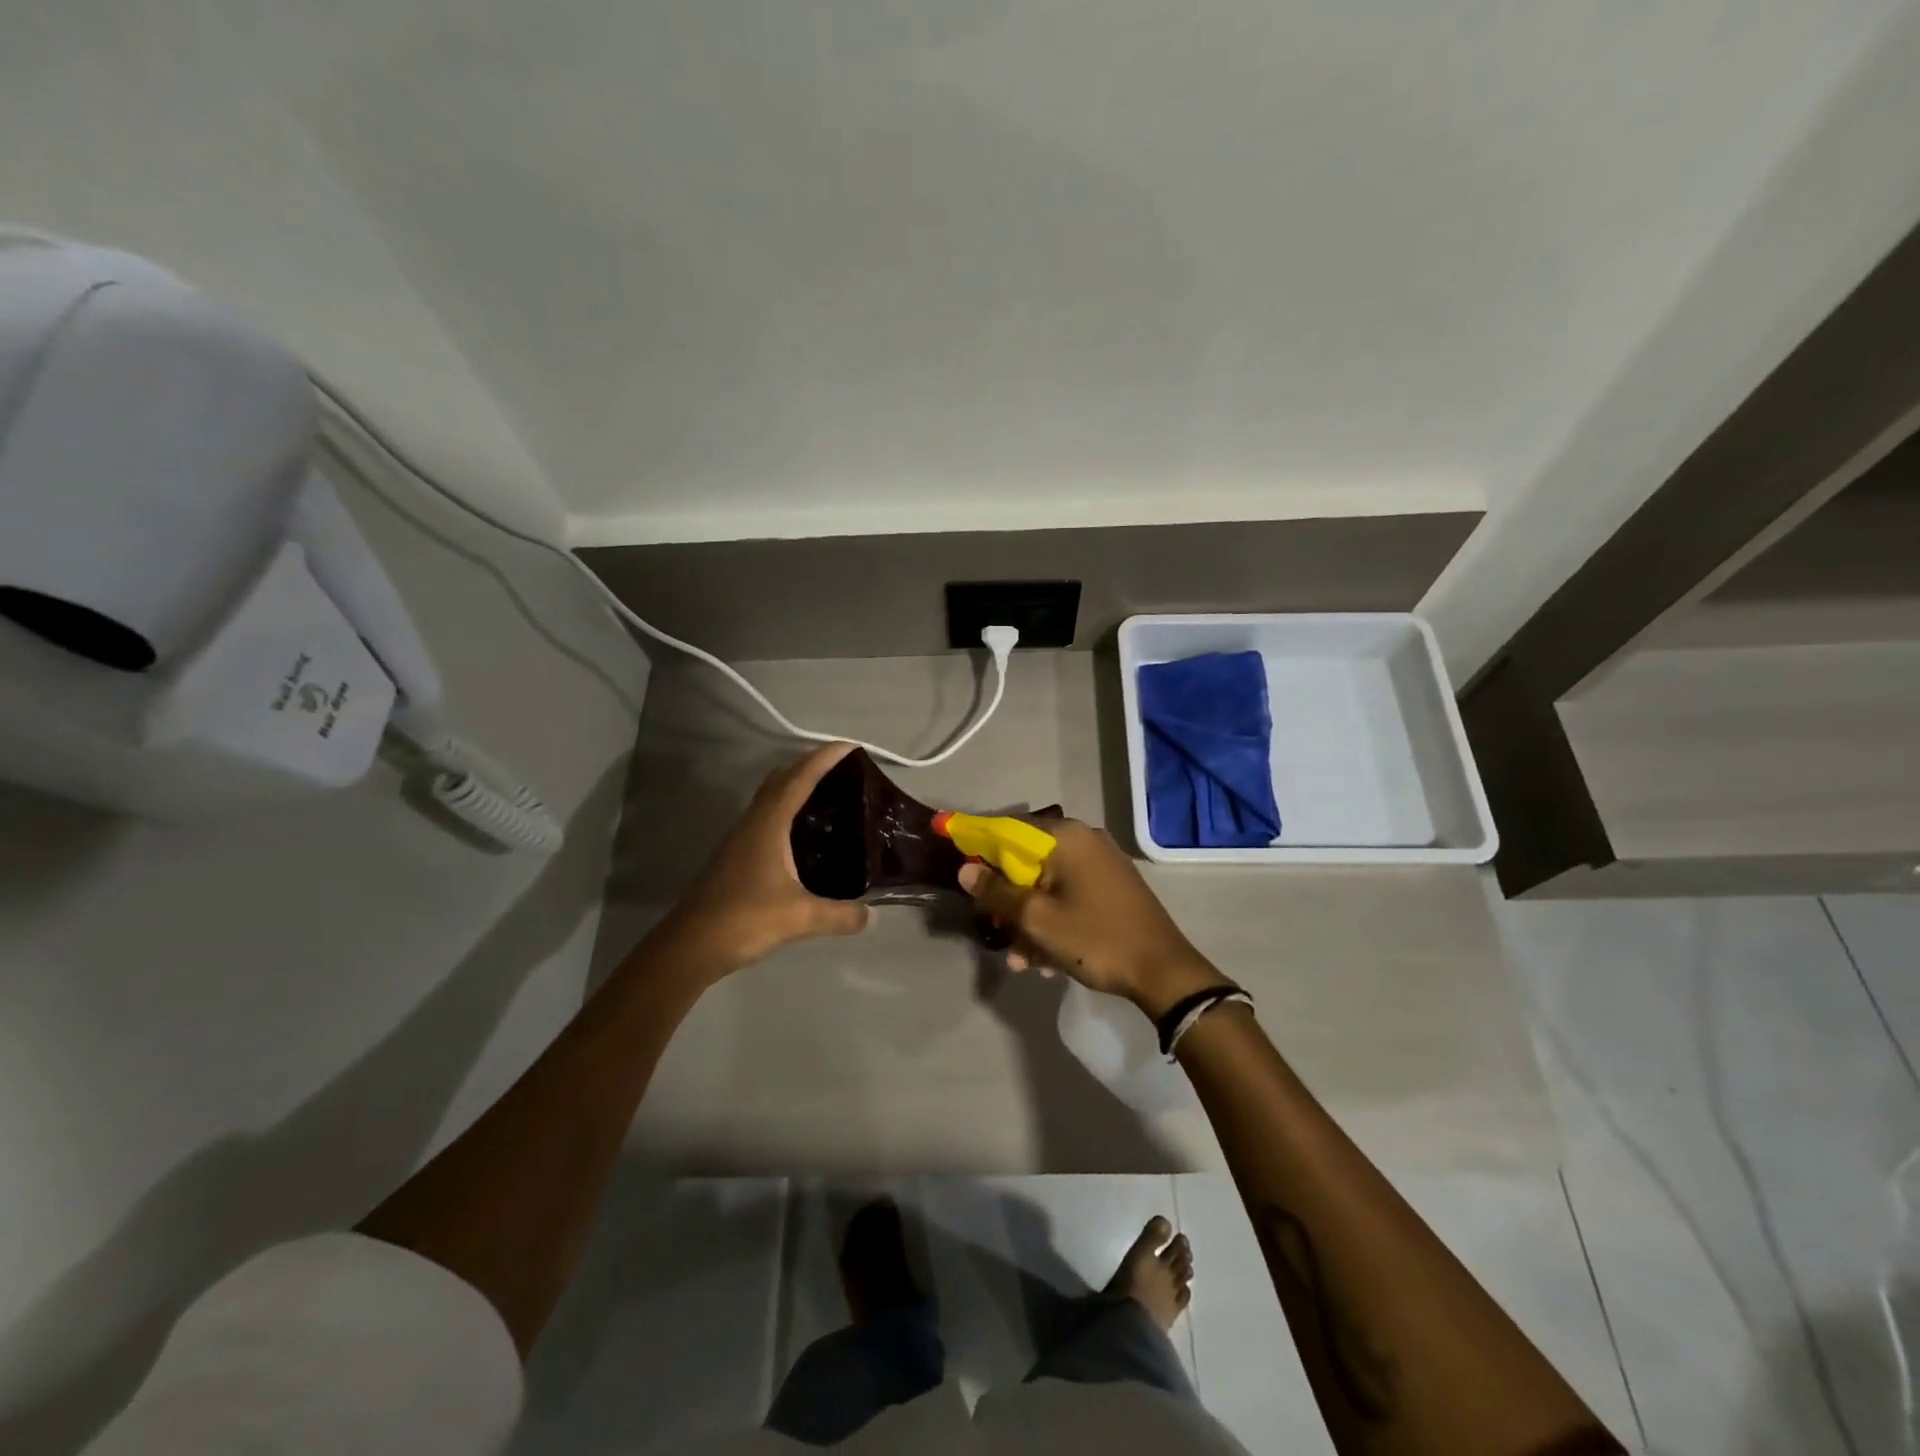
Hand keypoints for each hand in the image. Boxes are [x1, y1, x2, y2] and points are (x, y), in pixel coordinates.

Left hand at [657, 743, 871, 978]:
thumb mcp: (800, 918)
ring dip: (797, 784)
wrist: (690, 946)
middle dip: (811, 764)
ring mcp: (742, 837)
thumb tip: (872, 915)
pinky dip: (788, 808)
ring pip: (772, 796)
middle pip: (782, 778)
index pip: (800, 778)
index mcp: (768, 824)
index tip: (852, 746)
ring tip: (830, 792)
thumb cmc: (744, 920)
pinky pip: (768, 816)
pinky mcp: (737, 854)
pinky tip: (805, 832)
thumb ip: (840, 914)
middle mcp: (753, 822)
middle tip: (845, 767)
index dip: (825, 758)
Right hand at [957, 818, 1231, 1017]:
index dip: (979, 843)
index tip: (957, 858)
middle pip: (1028, 861)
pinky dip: (1054, 922)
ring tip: (1022, 962)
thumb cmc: (1095, 938)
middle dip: (1008, 900)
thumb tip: (966, 870)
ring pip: (1048, 885)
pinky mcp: (1113, 887)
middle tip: (995, 931)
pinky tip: (1046, 962)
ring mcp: (1102, 864)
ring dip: (1029, 921)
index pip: (1009, 829)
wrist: (1164, 972)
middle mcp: (1085, 841)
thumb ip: (998, 892)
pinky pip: (1070, 896)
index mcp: (1066, 837)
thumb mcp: (1037, 919)